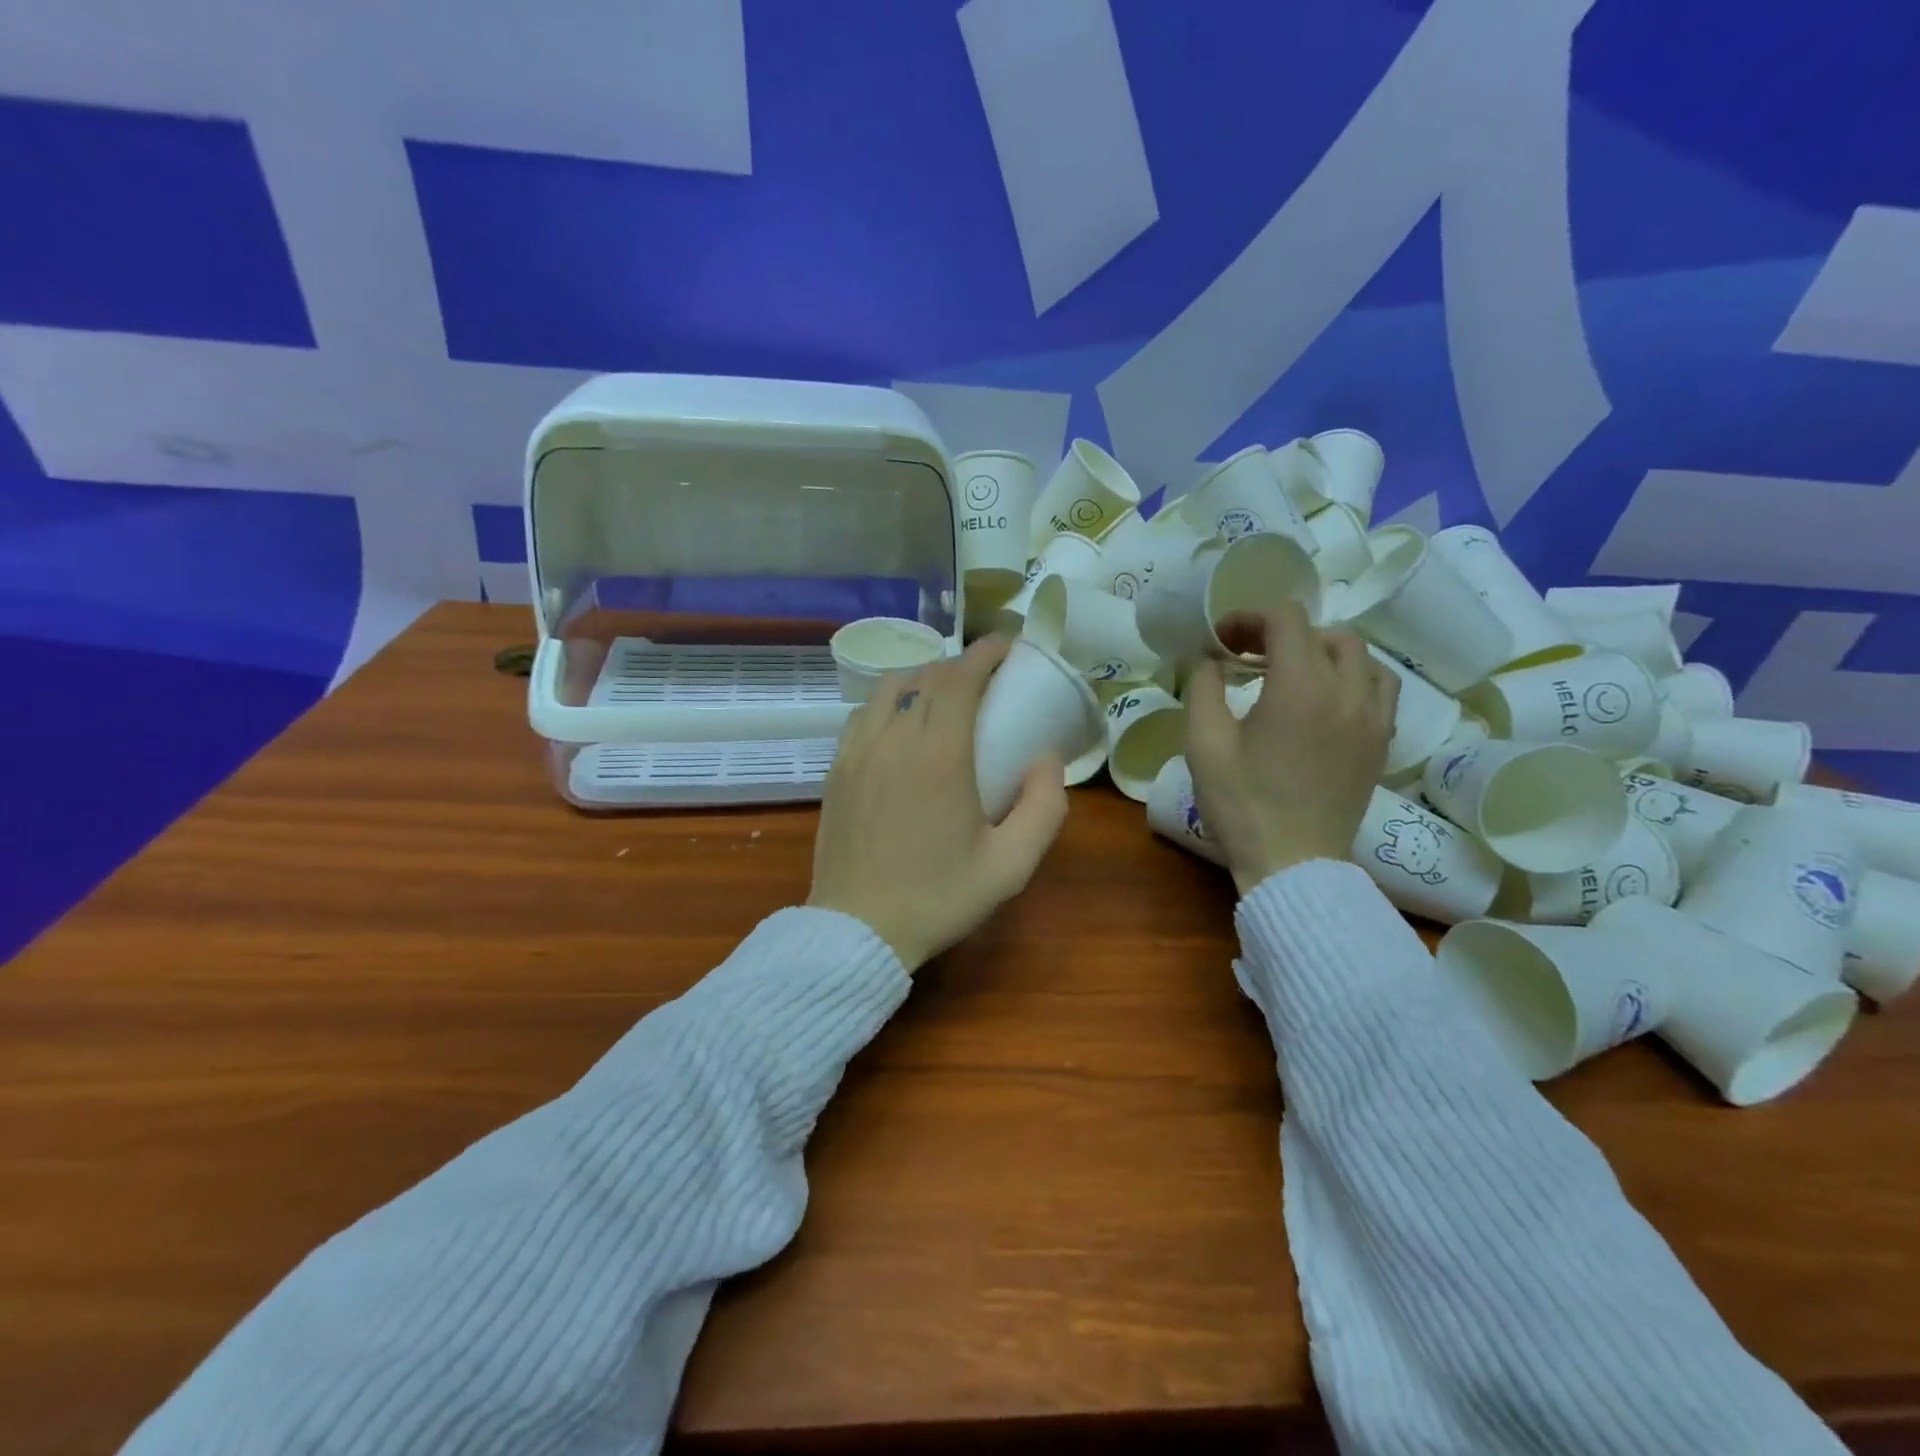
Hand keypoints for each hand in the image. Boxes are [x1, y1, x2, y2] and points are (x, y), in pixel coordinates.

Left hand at [808, 636, 1069, 969]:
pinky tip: (902, 724)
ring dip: (921, 677)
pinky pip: (863, 714)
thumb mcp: (1010, 866)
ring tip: (944, 693)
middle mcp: (893, 740)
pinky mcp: (836, 770)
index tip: (1007, 645)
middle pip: (926, 677)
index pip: (959, 679)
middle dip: (960, 664)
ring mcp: (857, 752)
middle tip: (987, 675)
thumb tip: (1045, 759)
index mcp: (938, 756)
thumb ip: (1044, 807)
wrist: (858, 930)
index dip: (985, 653)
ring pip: (888, 688)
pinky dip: (889, 702)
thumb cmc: (938, 898)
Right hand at [1184, 603, 1397, 894]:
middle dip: (1281, 633)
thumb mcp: (1203, 743)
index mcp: (1300, 687)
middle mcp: (1347, 692)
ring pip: (1360, 657)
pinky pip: (1380, 688)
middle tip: (1247, 656)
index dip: (1248, 618)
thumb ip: (1203, 687)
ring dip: (1321, 651)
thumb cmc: (1241, 804)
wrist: (1292, 863)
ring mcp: (1372, 718)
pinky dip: (1352, 677)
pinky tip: (1326, 698)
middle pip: (1325, 632)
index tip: (1221, 640)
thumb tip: (1206, 657)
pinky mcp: (1381, 743)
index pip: (1286, 620)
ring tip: (1290, 672)